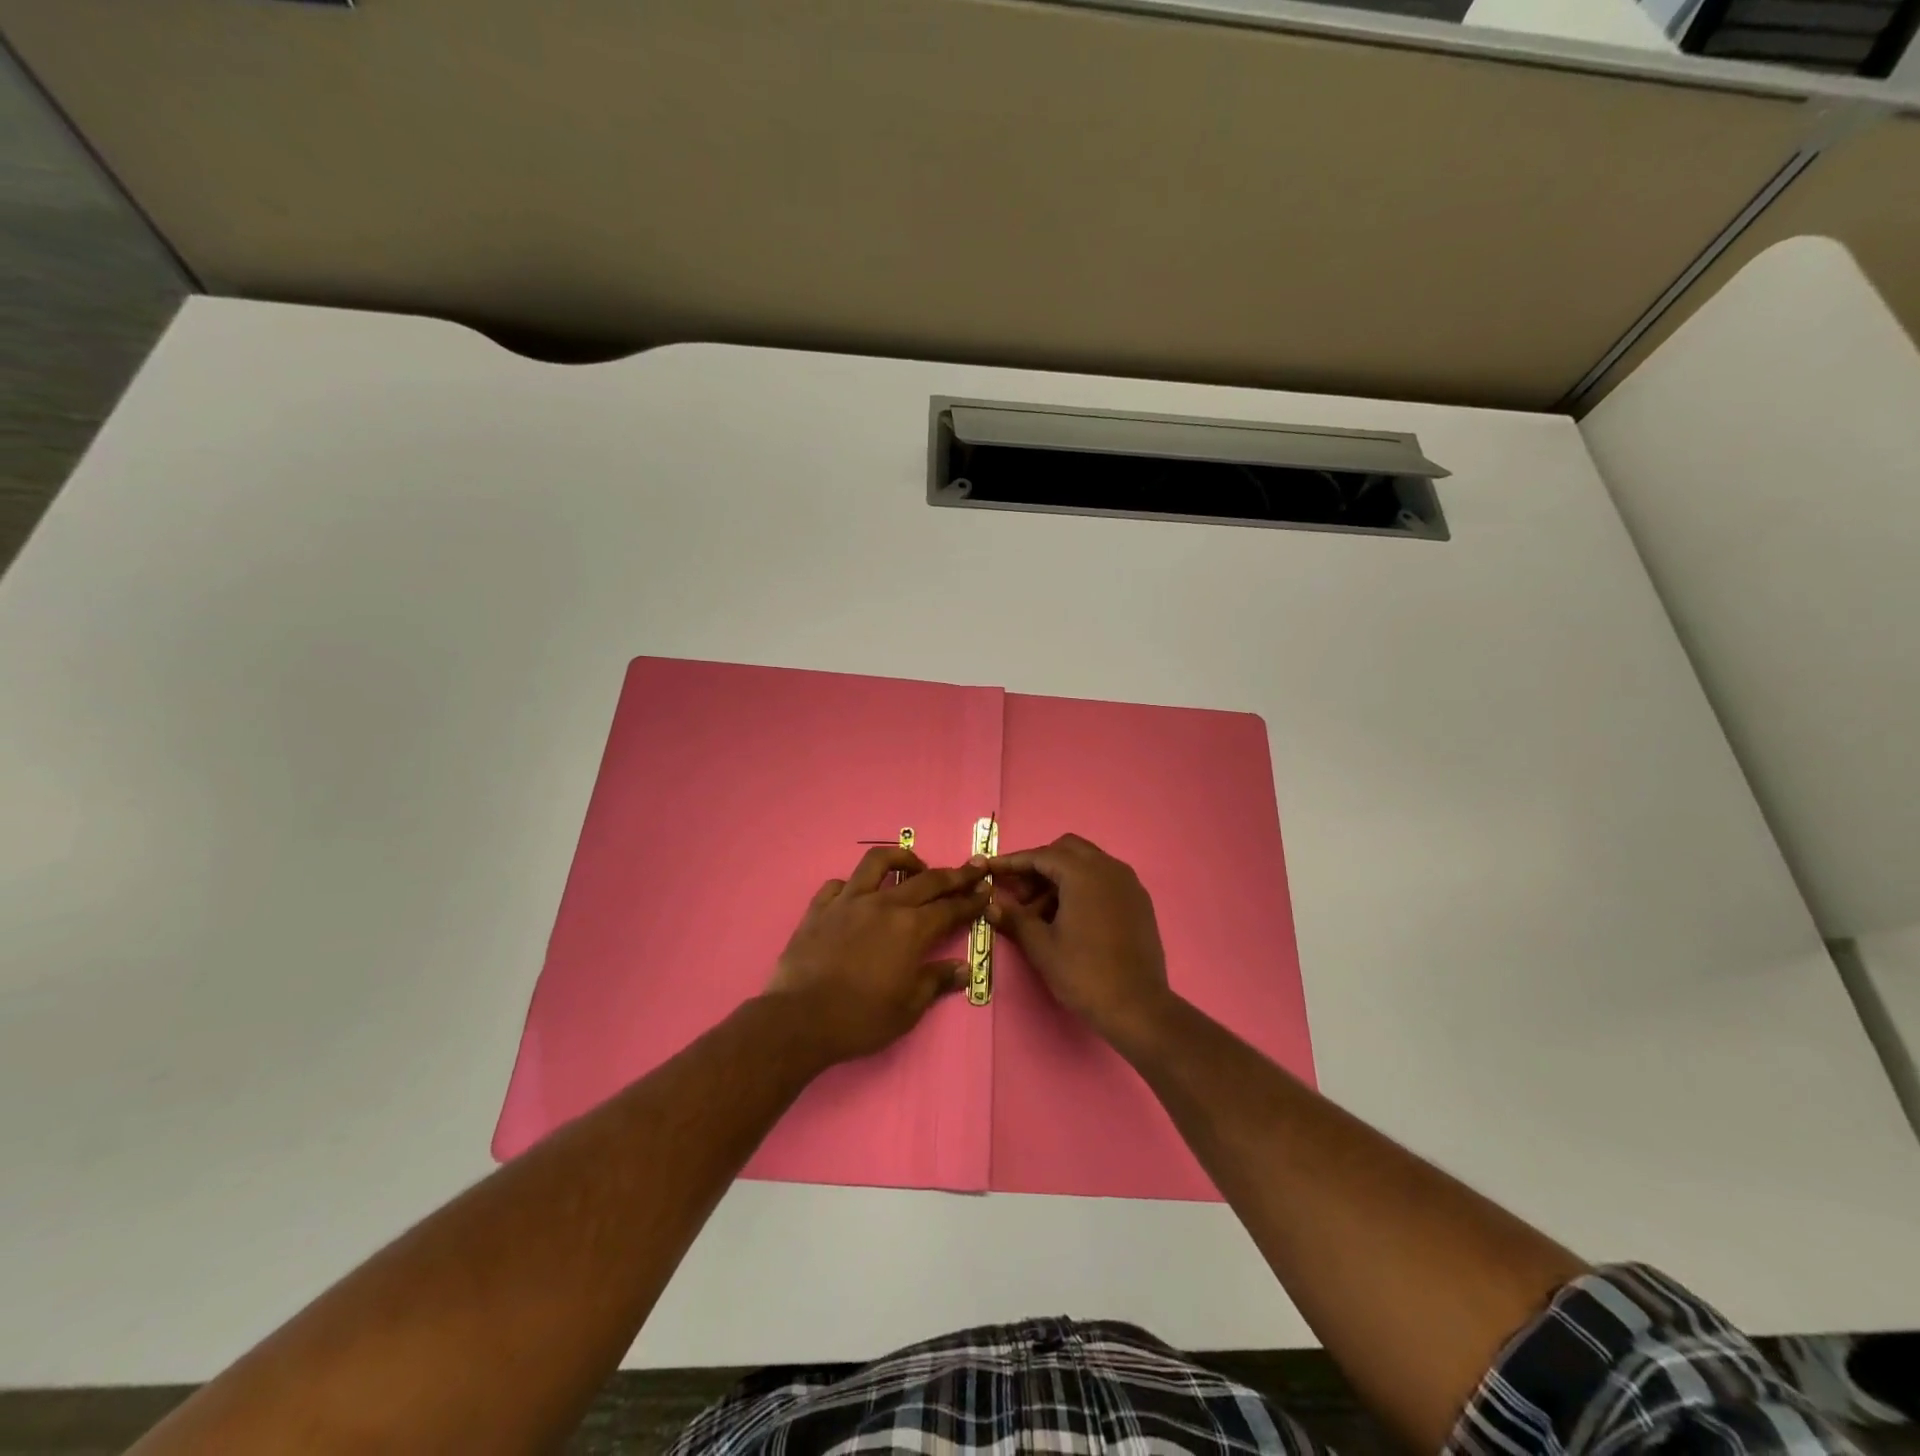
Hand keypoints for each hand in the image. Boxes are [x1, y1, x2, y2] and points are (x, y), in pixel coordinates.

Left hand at [767, 846, 989, 1064]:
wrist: (800, 1019)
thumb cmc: (860, 1019)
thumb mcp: (908, 1009)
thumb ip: (936, 981)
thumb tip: (964, 968)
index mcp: (912, 929)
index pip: (951, 908)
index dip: (971, 899)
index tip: (986, 888)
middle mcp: (884, 905)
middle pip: (926, 880)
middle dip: (953, 874)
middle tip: (971, 868)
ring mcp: (849, 901)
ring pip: (879, 862)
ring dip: (902, 858)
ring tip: (914, 867)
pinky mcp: (820, 907)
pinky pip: (839, 884)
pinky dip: (854, 885)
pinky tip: (858, 895)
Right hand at [986, 834, 1173, 1047]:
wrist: (1138, 1007)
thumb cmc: (1084, 973)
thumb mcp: (1041, 947)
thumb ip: (1014, 918)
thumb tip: (991, 905)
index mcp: (1084, 873)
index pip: (1041, 855)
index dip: (1013, 862)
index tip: (991, 870)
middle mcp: (1109, 868)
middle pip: (1067, 850)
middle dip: (1039, 865)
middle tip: (1020, 894)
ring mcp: (1129, 884)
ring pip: (1088, 863)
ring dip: (1061, 877)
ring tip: (1041, 913)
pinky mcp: (1139, 901)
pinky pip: (1105, 880)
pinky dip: (1083, 886)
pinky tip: (1069, 917)